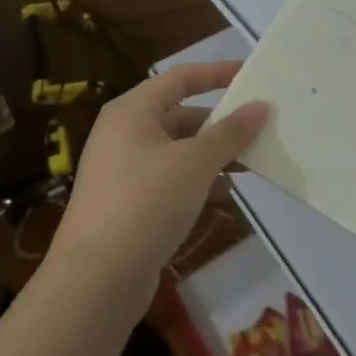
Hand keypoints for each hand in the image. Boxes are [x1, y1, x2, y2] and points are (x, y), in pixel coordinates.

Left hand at [50, 62, 268, 318]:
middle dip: (220, 122)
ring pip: (178, 151)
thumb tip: (260, 107)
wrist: (95, 282)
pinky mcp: (128, 206)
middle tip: (259, 127)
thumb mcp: (195, 162)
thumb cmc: (145, 203)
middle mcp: (124, 134)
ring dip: (213, 155)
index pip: (180, 78)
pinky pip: (170, 180)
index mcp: (132, 111)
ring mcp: (123, 172)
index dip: (216, 73)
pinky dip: (198, 182)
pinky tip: (224, 195)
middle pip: (180, 115)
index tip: (252, 75)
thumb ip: (230, 132)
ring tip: (251, 163)